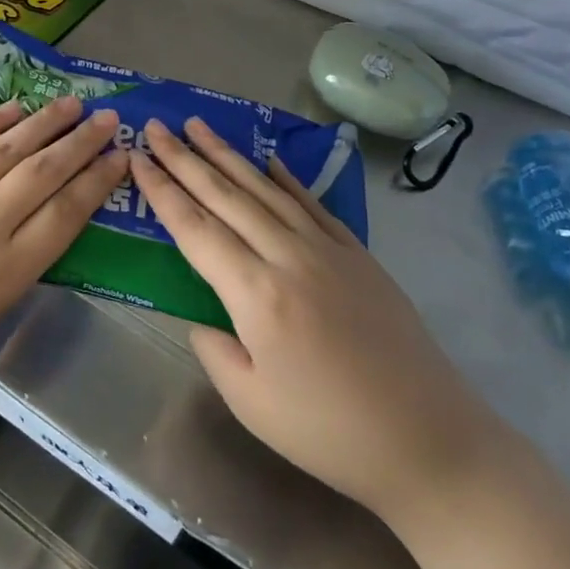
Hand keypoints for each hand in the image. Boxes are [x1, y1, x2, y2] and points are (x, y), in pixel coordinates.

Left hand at [0, 96, 129, 404]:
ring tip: (70, 104)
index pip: (66, 214)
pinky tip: (13, 109)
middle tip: (108, 118)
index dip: (98, 181)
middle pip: (44, 172)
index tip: (120, 157)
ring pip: (6, 150)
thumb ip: (10, 268)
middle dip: (81, 142)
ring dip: (43, 123)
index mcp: (5, 273)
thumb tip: (32, 226)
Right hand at [132, 118, 506, 523]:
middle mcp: (288, 257)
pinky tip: (267, 160)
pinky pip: (311, 204)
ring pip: (265, 190)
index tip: (138, 158)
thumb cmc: (330, 432)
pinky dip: (285, 178)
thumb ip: (213, 348)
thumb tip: (202, 314)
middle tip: (156, 126)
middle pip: (225, 196)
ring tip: (199, 126)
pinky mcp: (358, 255)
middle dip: (185, 158)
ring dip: (227, 155)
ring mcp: (327, 250)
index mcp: (256, 294)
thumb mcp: (250, 403)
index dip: (162, 191)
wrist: (431, 442)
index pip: (195, 228)